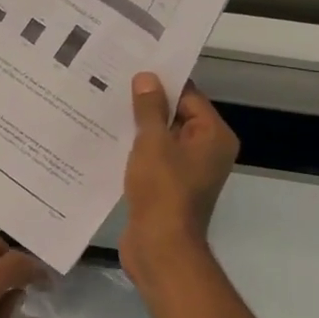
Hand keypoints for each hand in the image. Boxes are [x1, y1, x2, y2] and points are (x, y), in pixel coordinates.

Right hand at [121, 74, 238, 287]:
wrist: (160, 247)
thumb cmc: (162, 190)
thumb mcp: (153, 143)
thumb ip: (149, 109)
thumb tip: (147, 77)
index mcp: (213, 136)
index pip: (189, 96)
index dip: (161, 83)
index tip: (131, 70)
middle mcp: (207, 152)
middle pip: (176, 117)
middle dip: (146, 106)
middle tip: (111, 86)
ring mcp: (188, 173)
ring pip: (162, 140)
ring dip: (138, 130)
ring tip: (104, 111)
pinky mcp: (169, 189)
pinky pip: (153, 161)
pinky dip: (135, 153)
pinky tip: (108, 143)